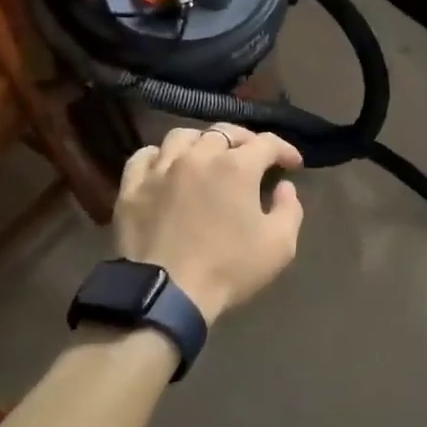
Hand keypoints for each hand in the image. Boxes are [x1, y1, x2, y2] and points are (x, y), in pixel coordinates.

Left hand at [116, 125, 304, 322]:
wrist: (166, 294)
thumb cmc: (228, 268)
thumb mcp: (279, 246)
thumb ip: (290, 209)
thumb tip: (284, 187)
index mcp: (237, 167)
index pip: (267, 143)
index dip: (284, 149)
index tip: (293, 165)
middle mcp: (198, 156)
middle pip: (224, 132)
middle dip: (245, 141)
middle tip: (253, 158)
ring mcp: (161, 168)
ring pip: (182, 137)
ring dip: (201, 142)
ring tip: (208, 156)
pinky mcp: (132, 186)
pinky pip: (144, 156)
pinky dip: (160, 156)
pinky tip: (165, 166)